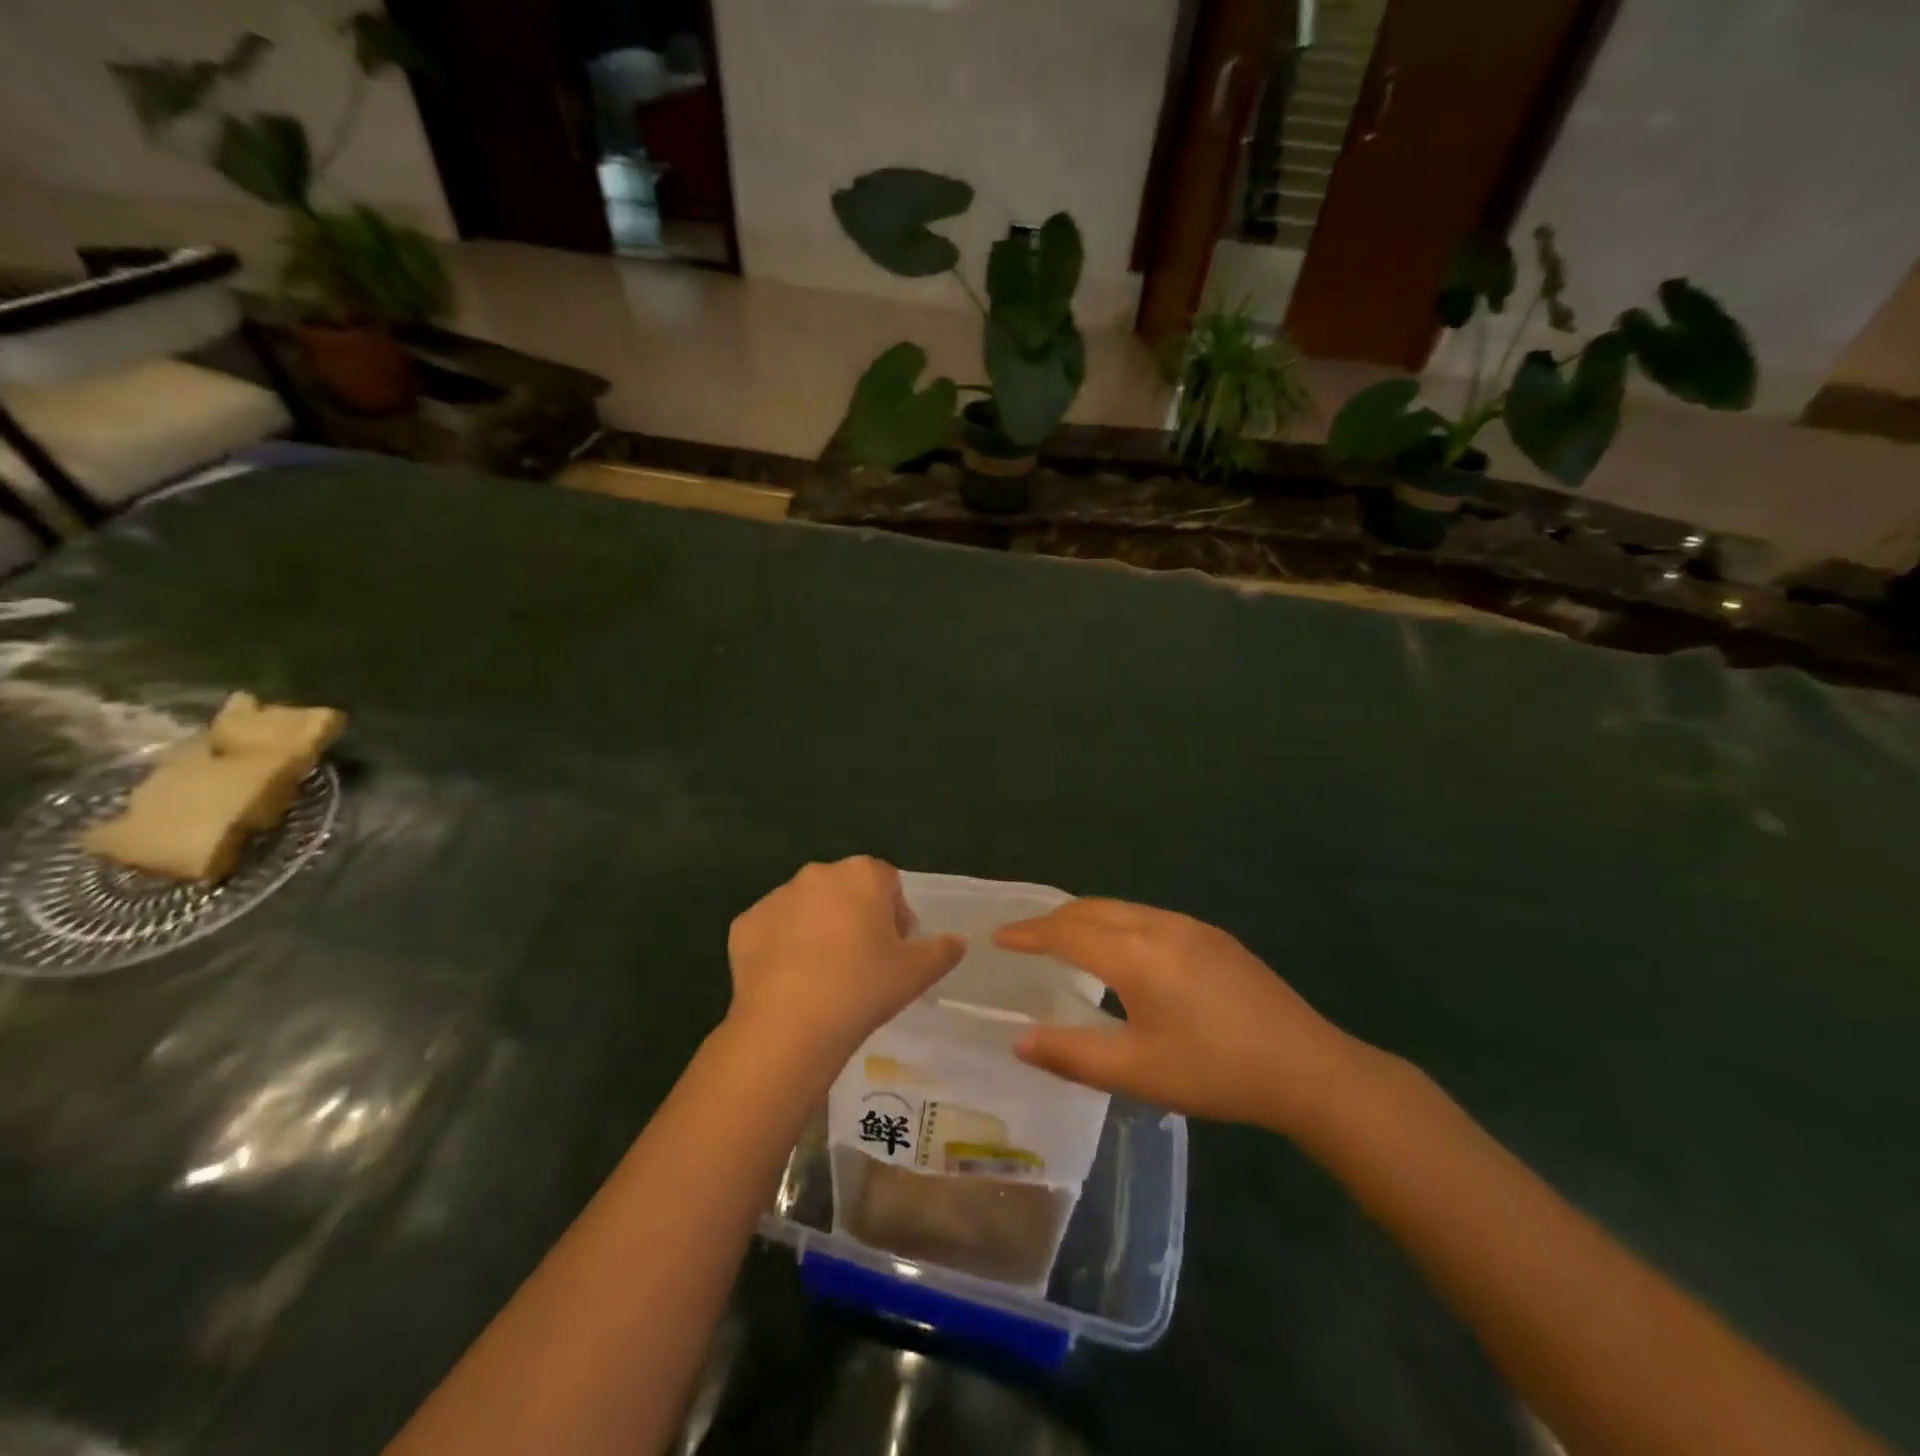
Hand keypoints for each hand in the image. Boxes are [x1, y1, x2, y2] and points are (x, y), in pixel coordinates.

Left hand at [726, 857, 965, 1070]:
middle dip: (855, 917)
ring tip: (822, 977)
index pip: (888, 882)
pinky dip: (780, 948)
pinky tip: (789, 983)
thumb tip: (957, 942)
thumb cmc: (863, 987)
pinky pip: (772, 930)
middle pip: (845, 890)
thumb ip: (943, 951)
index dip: (895, 915)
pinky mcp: (744, 923)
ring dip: (817, 930)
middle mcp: (818, 873)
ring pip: (806, 908)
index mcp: (863, 874)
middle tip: (860, 964)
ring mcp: (776, 896)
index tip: (893, 951)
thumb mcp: (918, 973)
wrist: (790, 1023)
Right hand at [994, 898, 1365, 1137]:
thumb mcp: (1137, 1072)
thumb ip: (1072, 1054)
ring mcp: (1191, 927)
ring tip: (1066, 943)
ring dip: (1086, 919)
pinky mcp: (1213, 937)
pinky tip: (1123, 953)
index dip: (1029, 933)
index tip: (998, 937)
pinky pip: (1147, 917)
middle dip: (1054, 919)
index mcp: (1135, 954)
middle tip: (1026, 939)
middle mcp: (1158, 925)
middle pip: (1092, 909)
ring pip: (1122, 909)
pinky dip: (1116, 924)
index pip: (1066, 931)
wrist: (1307, 1068)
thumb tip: (1020, 1040)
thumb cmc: (1215, 1071)